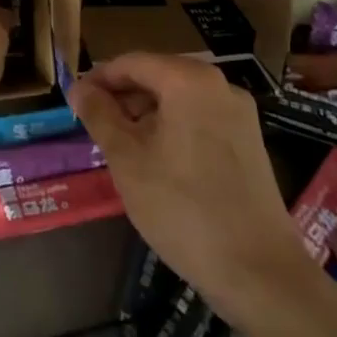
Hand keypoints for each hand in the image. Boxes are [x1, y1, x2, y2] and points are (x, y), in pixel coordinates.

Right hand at [69, 52, 307, 306]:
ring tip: (122, 148)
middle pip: (158, 76)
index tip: (76, 103)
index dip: (99, 79)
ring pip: (179, 99)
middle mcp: (219, 85)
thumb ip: (99, 115)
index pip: (131, 62)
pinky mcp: (250, 142)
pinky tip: (157, 162)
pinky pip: (200, 120)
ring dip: (146, 115)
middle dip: (123, 98)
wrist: (260, 273)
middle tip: (95, 128)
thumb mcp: (126, 158)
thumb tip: (80, 88)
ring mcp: (240, 114)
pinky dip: (173, 129)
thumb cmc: (182, 207)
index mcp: (189, 79)